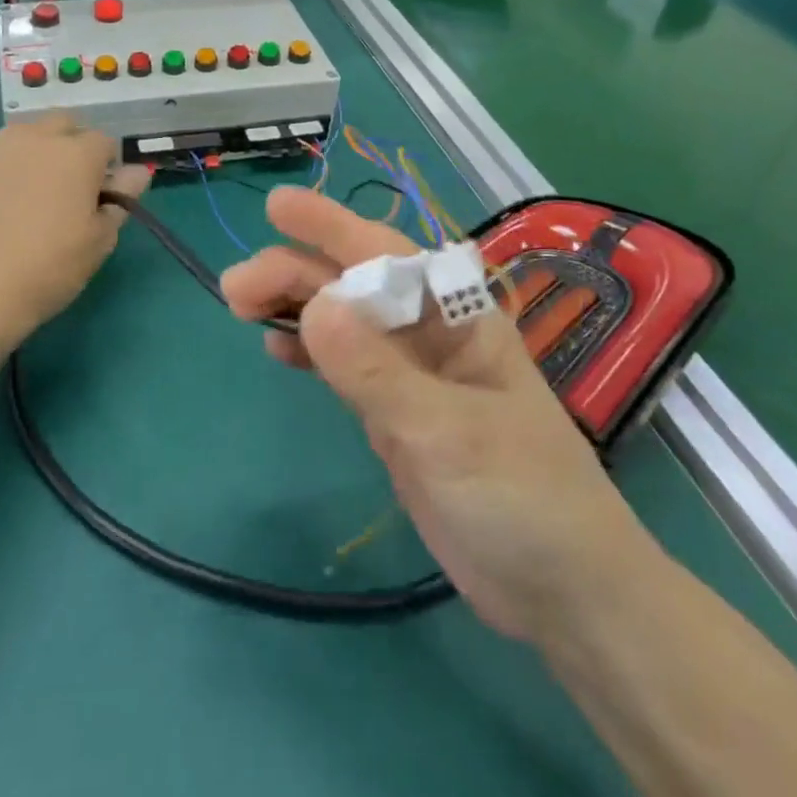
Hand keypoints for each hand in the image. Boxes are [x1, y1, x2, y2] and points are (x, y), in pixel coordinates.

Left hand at [0, 115, 148, 351]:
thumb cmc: (49, 268)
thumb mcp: (100, 240)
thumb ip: (122, 198)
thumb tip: (138, 171)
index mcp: (77, 153)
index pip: (105, 142)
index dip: (107, 168)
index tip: (99, 197)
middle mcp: (34, 138)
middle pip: (62, 124)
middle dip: (70, 145)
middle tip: (65, 188)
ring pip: (21, 136)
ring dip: (32, 154)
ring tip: (24, 196)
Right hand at [220, 188, 644, 642]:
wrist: (563, 590)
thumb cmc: (524, 496)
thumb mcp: (447, 431)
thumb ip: (377, 371)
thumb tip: (312, 304)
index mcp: (457, 316)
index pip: (385, 252)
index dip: (329, 224)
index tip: (275, 206)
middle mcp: (431, 333)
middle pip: (353, 285)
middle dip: (294, 274)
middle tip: (233, 287)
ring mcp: (411, 375)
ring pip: (343, 322)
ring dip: (294, 307)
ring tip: (240, 306)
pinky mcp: (396, 415)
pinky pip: (344, 367)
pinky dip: (310, 351)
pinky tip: (276, 347)